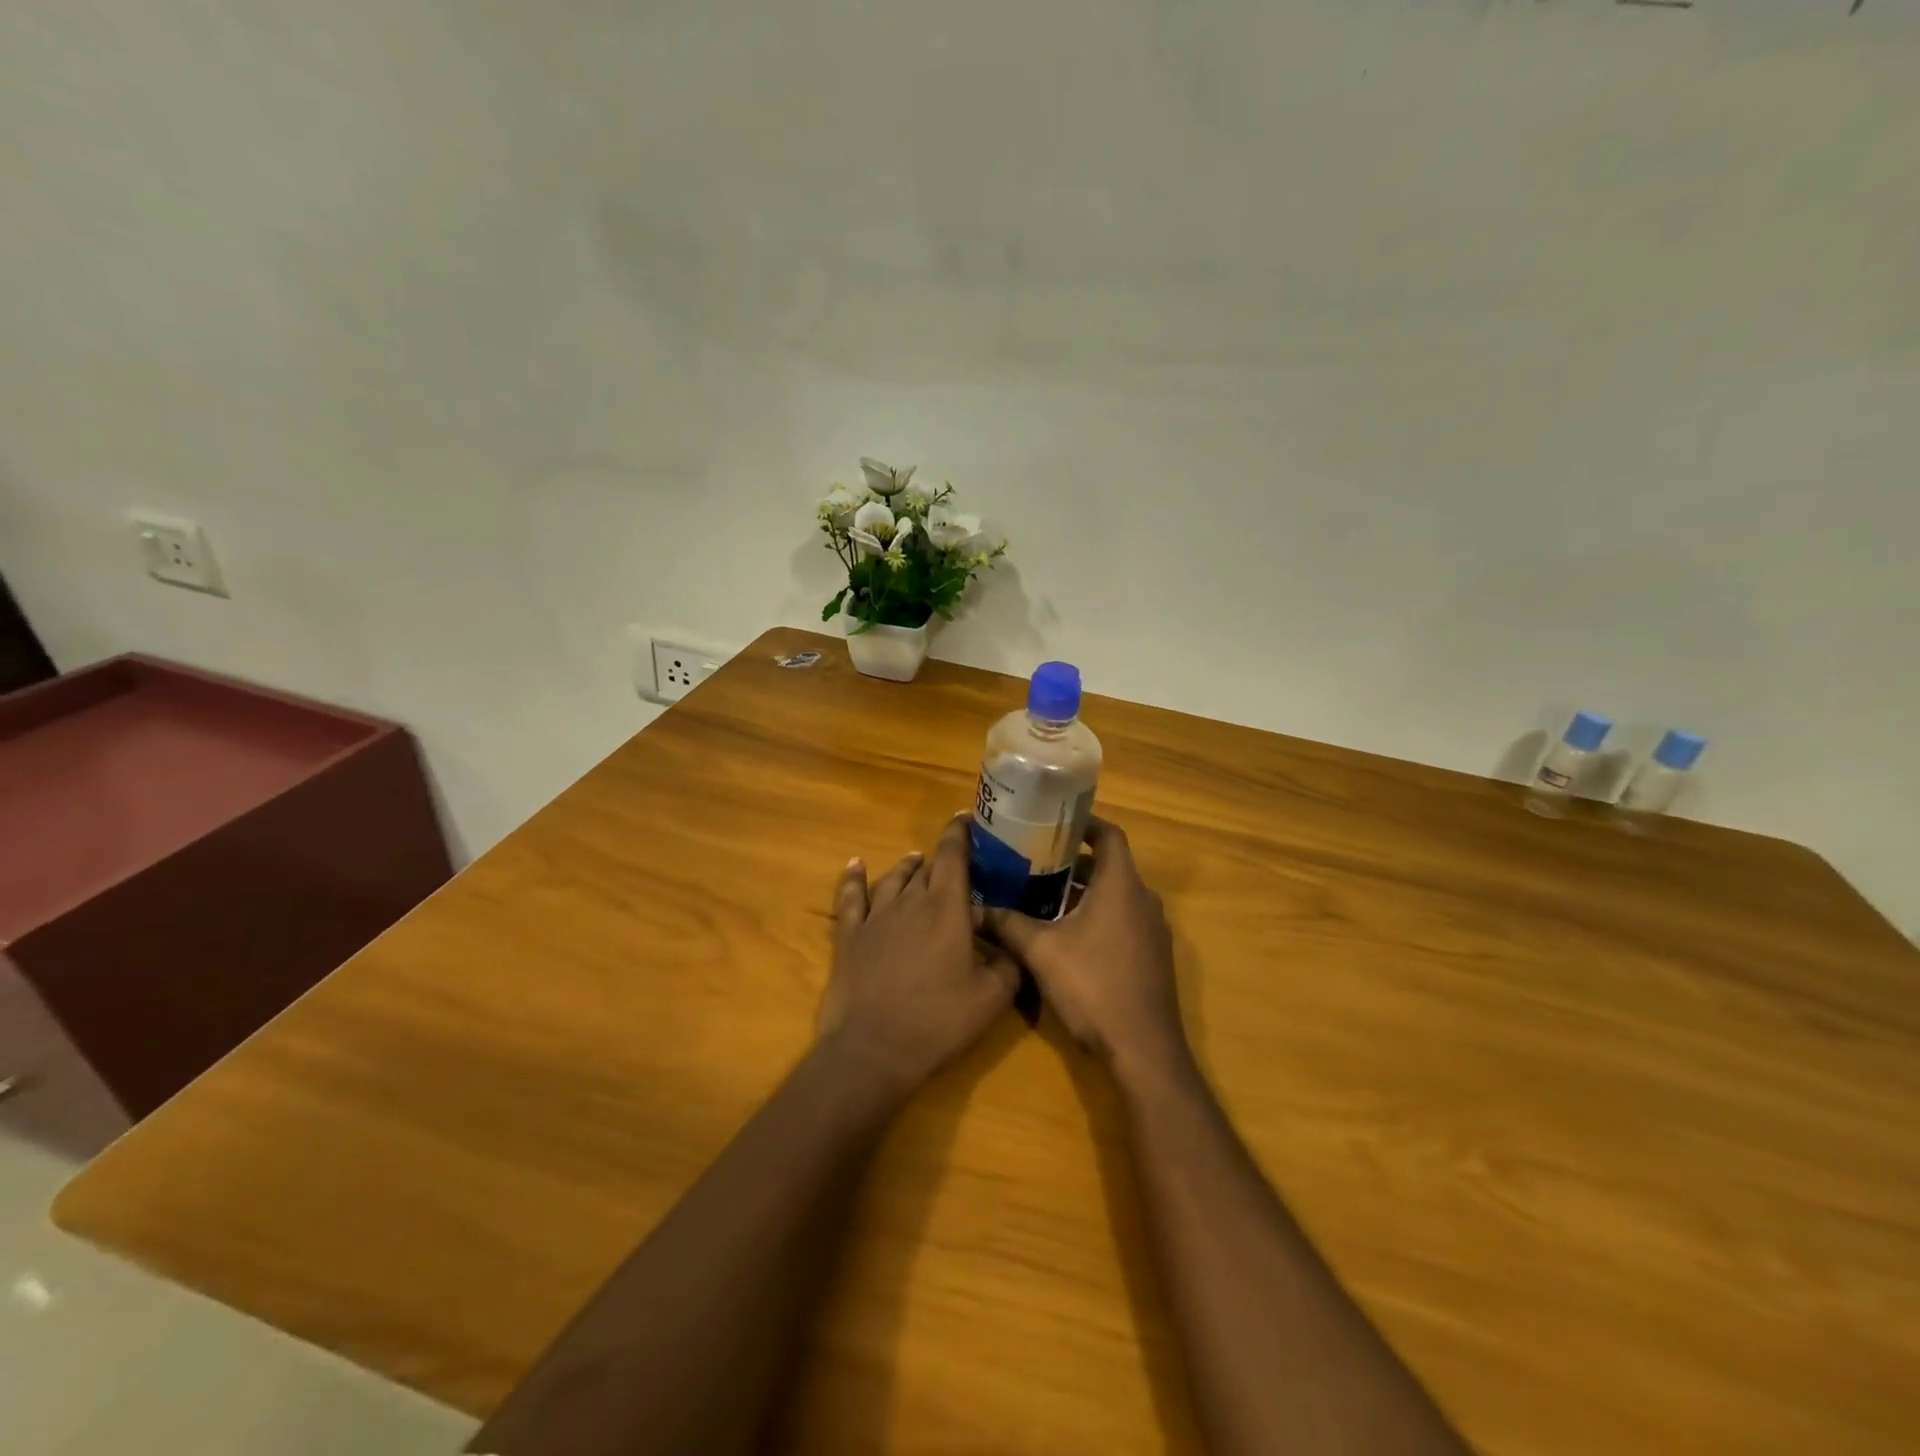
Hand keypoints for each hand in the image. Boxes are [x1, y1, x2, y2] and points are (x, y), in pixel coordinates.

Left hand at [819, 815, 1018, 1097]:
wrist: (872, 1049)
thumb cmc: (937, 1021)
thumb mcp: (991, 999)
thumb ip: (1008, 966)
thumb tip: (1014, 946)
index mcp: (946, 909)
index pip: (953, 857)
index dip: (959, 834)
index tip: (965, 818)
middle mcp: (910, 902)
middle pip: (926, 869)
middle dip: (940, 859)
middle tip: (953, 860)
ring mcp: (875, 917)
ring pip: (892, 879)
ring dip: (906, 867)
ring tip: (915, 859)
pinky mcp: (849, 936)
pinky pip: (850, 898)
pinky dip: (853, 879)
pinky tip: (854, 865)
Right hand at [985, 818, 1188, 1082]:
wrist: (1144, 1049)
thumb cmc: (1093, 986)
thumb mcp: (1040, 952)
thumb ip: (1008, 924)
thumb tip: (975, 907)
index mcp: (1121, 886)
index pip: (1109, 836)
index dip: (1084, 824)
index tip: (1054, 822)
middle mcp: (1143, 900)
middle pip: (1110, 866)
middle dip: (1073, 861)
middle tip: (1035, 860)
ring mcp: (1152, 931)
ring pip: (1116, 895)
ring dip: (1084, 891)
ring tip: (1043, 895)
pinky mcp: (1152, 957)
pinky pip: (1124, 920)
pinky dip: (1098, 915)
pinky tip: (1066, 935)